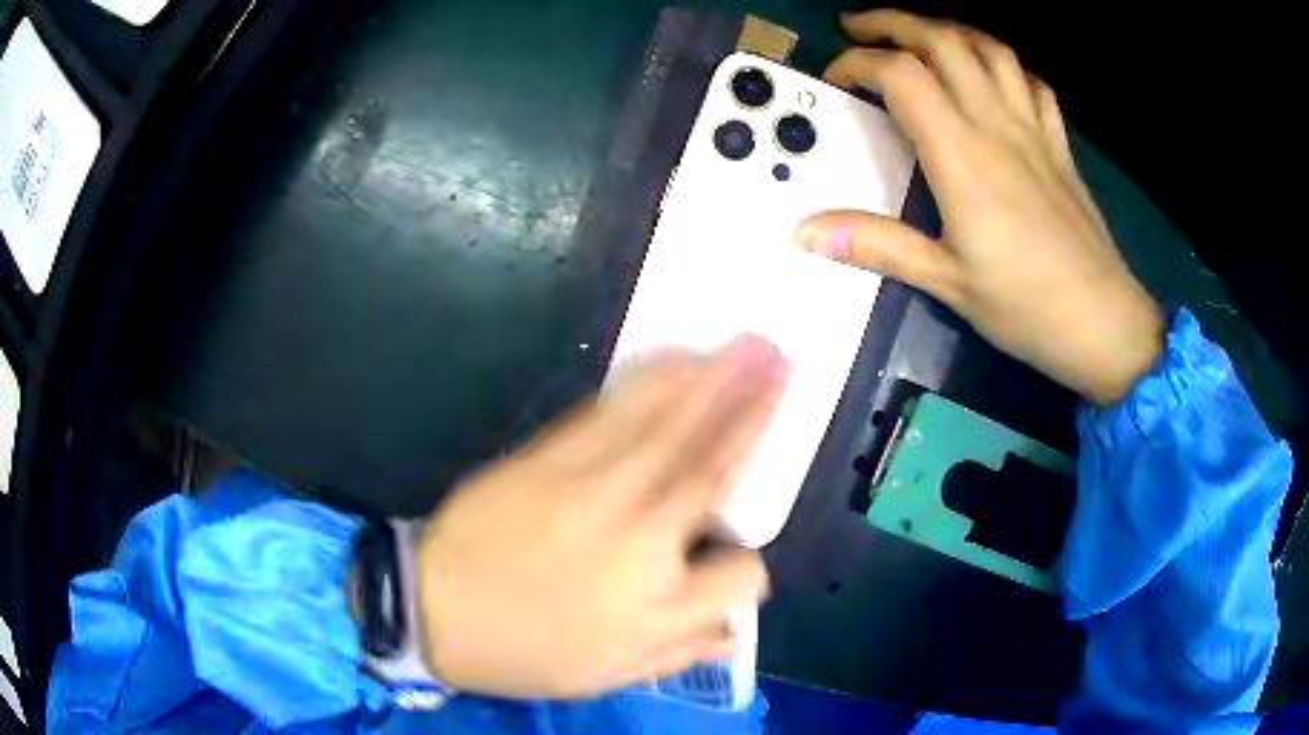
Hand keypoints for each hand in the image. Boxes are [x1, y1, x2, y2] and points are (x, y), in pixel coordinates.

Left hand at [415, 336, 788, 698]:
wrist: (433, 608)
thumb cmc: (523, 650)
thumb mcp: (606, 674)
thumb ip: (679, 650)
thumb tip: (731, 632)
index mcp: (652, 604)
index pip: (736, 576)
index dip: (748, 569)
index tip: (742, 560)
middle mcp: (634, 535)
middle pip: (708, 463)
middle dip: (751, 407)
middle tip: (782, 360)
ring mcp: (588, 487)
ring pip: (664, 425)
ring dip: (708, 380)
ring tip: (742, 346)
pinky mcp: (547, 458)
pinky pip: (608, 413)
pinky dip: (647, 383)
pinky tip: (671, 361)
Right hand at [797, 10, 1162, 403]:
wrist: (1104, 323)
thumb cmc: (1027, 307)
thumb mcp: (946, 282)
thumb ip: (877, 246)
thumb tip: (805, 232)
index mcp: (962, 156)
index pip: (901, 76)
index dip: (859, 63)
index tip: (837, 77)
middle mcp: (997, 126)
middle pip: (943, 41)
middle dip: (893, 22)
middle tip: (860, 27)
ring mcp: (1034, 130)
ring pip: (989, 49)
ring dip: (947, 30)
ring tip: (920, 37)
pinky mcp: (1059, 145)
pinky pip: (1032, 83)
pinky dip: (1004, 64)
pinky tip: (991, 74)